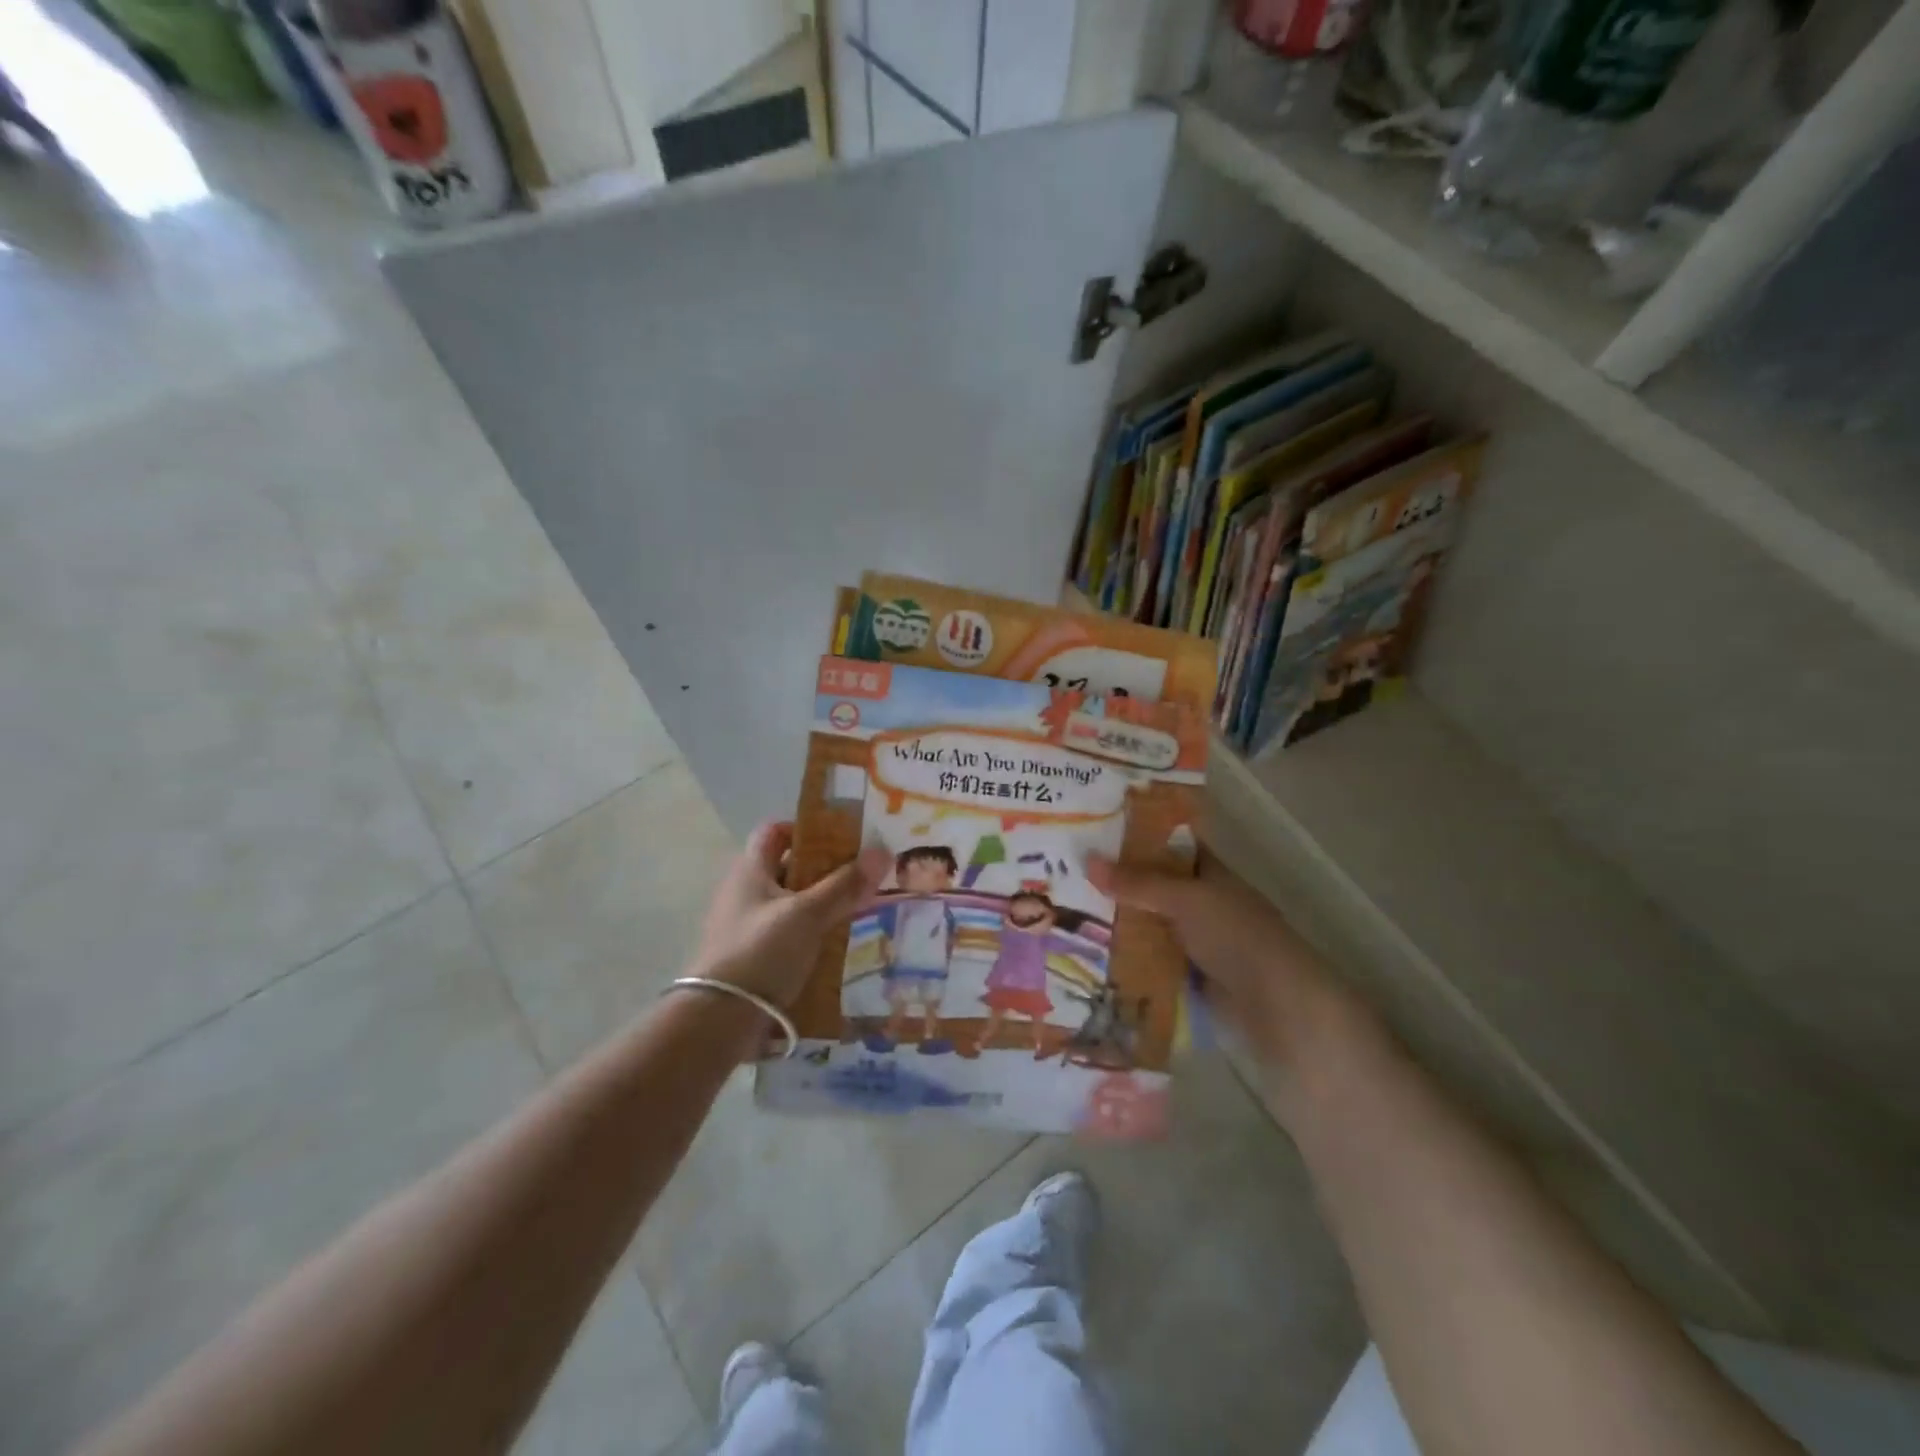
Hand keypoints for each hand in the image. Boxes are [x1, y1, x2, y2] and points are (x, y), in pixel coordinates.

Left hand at [693, 823, 888, 1007]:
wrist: (718, 1019)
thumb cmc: (761, 952)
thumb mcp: (808, 914)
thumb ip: (844, 885)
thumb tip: (882, 850)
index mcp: (750, 870)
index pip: (775, 832)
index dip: (806, 830)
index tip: (841, 841)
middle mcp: (744, 892)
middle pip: (787, 868)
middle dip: (824, 870)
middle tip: (860, 876)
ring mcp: (745, 926)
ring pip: (789, 904)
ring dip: (820, 905)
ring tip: (857, 910)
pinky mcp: (751, 957)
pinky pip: (786, 934)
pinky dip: (810, 934)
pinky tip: (835, 945)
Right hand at [1087, 850, 1361, 1071]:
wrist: (1276, 1007)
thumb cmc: (1236, 936)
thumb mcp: (1186, 899)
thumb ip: (1138, 883)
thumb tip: (1087, 861)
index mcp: (1211, 873)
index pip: (1171, 844)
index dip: (1139, 834)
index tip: (1095, 827)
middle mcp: (1202, 902)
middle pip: (1154, 885)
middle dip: (1117, 880)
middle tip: (1066, 869)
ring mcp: (1195, 940)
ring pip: (1148, 922)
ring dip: (1116, 920)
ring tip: (1064, 909)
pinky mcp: (1186, 975)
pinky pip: (1148, 957)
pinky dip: (1125, 955)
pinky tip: (1087, 951)